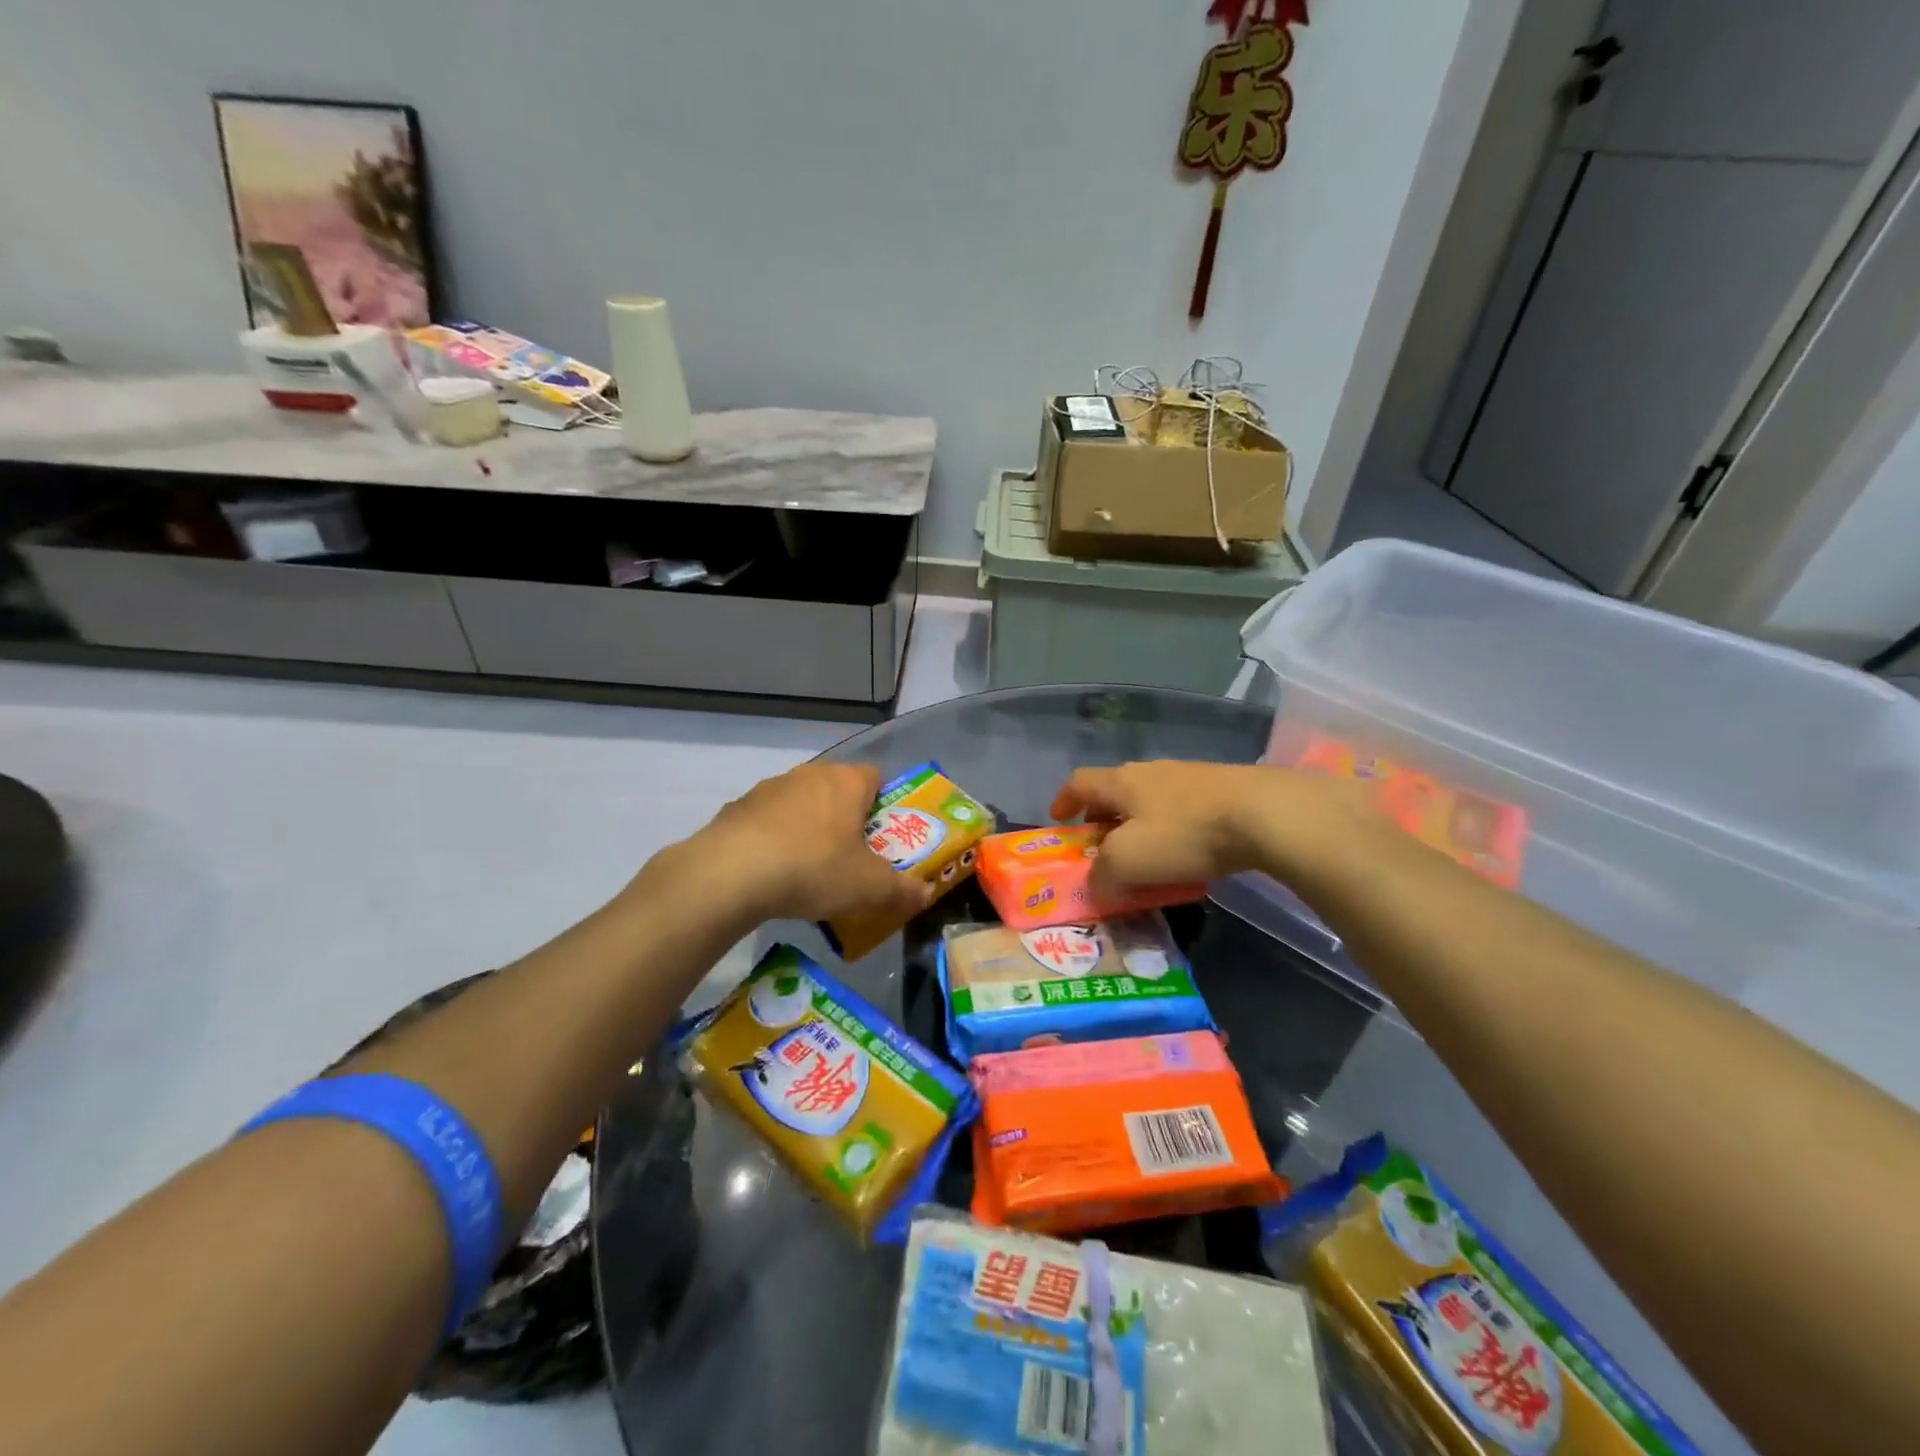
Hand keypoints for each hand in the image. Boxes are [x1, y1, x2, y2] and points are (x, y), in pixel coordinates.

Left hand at [662, 762, 931, 925]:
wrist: (730, 873)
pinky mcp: (737, 808)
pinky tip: (771, 874)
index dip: (884, 806)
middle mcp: (810, 775)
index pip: (876, 777)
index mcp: (846, 782)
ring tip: (809, 872)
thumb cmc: (813, 868)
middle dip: (846, 821)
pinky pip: (767, 822)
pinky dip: (774, 841)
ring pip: (801, 805)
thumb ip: (902, 890)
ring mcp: (769, 788)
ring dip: (808, 829)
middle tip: (851, 859)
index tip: (882, 839)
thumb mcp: (869, 888)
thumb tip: (925, 895)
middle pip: (838, 791)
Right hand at [1051, 760, 1353, 900]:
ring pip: (1151, 800)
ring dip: (1140, 824)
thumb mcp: (1129, 861)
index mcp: (1122, 782)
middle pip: (1116, 790)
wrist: (1265, 814)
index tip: (1059, 820)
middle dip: (1103, 817)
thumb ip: (1102, 874)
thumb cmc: (1184, 834)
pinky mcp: (1223, 789)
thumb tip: (1096, 884)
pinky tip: (1188, 854)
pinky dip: (1173, 830)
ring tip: (1146, 855)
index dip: (1064, 801)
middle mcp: (1151, 771)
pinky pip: (1184, 809)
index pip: (1080, 783)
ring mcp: (1190, 777)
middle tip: (1102, 845)